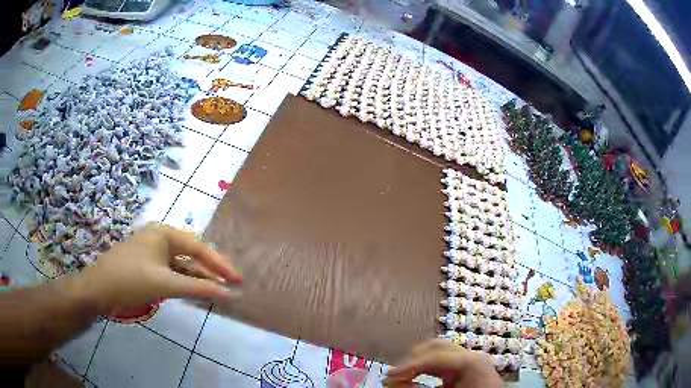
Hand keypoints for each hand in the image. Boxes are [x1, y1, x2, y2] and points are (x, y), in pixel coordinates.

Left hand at [69, 223, 241, 314]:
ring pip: (182, 264)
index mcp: (163, 233)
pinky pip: (172, 271)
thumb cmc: (130, 280)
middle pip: (191, 253)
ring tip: (218, 288)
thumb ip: (198, 288)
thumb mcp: (165, 284)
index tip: (238, 279)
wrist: (99, 289)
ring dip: (198, 276)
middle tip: (231, 283)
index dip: (219, 264)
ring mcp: (152, 252)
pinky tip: (195, 289)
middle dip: (211, 269)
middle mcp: (159, 238)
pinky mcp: (147, 266)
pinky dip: (185, 281)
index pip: (198, 248)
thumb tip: (229, 293)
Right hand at [384, 339, 501, 387]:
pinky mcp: (467, 367)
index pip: (434, 356)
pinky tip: (417, 377)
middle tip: (394, 374)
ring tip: (402, 375)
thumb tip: (394, 382)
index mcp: (471, 362)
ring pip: (439, 351)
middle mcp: (471, 355)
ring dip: (418, 362)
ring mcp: (470, 359)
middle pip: (436, 347)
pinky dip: (428, 368)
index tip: (388, 375)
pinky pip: (444, 362)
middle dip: (412, 359)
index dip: (409, 365)